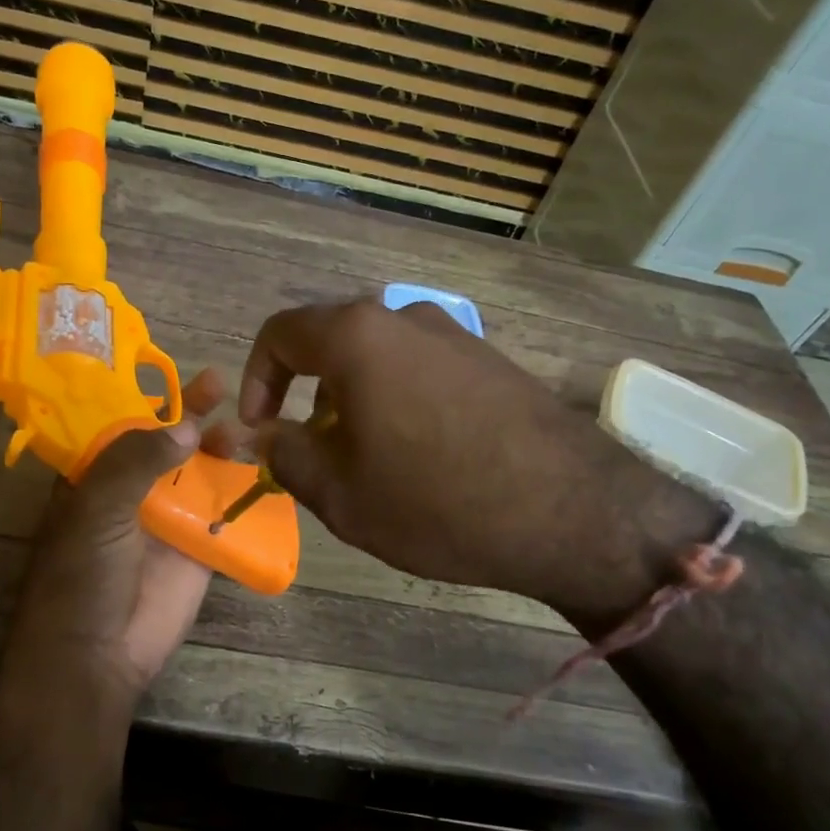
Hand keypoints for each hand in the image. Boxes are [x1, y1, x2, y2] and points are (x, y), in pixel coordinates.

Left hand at [1, 368, 225, 702]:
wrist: (96, 655)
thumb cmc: (82, 575)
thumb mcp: (98, 507)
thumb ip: (136, 460)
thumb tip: (186, 426)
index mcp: (96, 478)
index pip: (126, 425)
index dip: (153, 399)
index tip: (181, 373)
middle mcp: (132, 493)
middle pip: (168, 445)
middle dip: (192, 417)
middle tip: (221, 387)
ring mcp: (167, 521)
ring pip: (199, 474)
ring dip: (220, 449)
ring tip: (246, 425)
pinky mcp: (198, 551)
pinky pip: (224, 515)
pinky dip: (244, 493)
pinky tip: (267, 467)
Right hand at [238, 300, 715, 630]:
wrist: (573, 512)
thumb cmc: (437, 502)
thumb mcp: (341, 494)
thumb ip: (286, 456)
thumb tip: (267, 436)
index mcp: (358, 337)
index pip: (280, 334)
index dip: (256, 381)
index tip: (261, 429)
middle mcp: (405, 318)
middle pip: (331, 344)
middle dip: (307, 396)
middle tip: (314, 454)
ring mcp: (455, 335)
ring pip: (377, 359)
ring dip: (353, 401)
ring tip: (367, 463)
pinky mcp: (490, 360)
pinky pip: (420, 369)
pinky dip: (397, 401)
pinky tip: (420, 457)